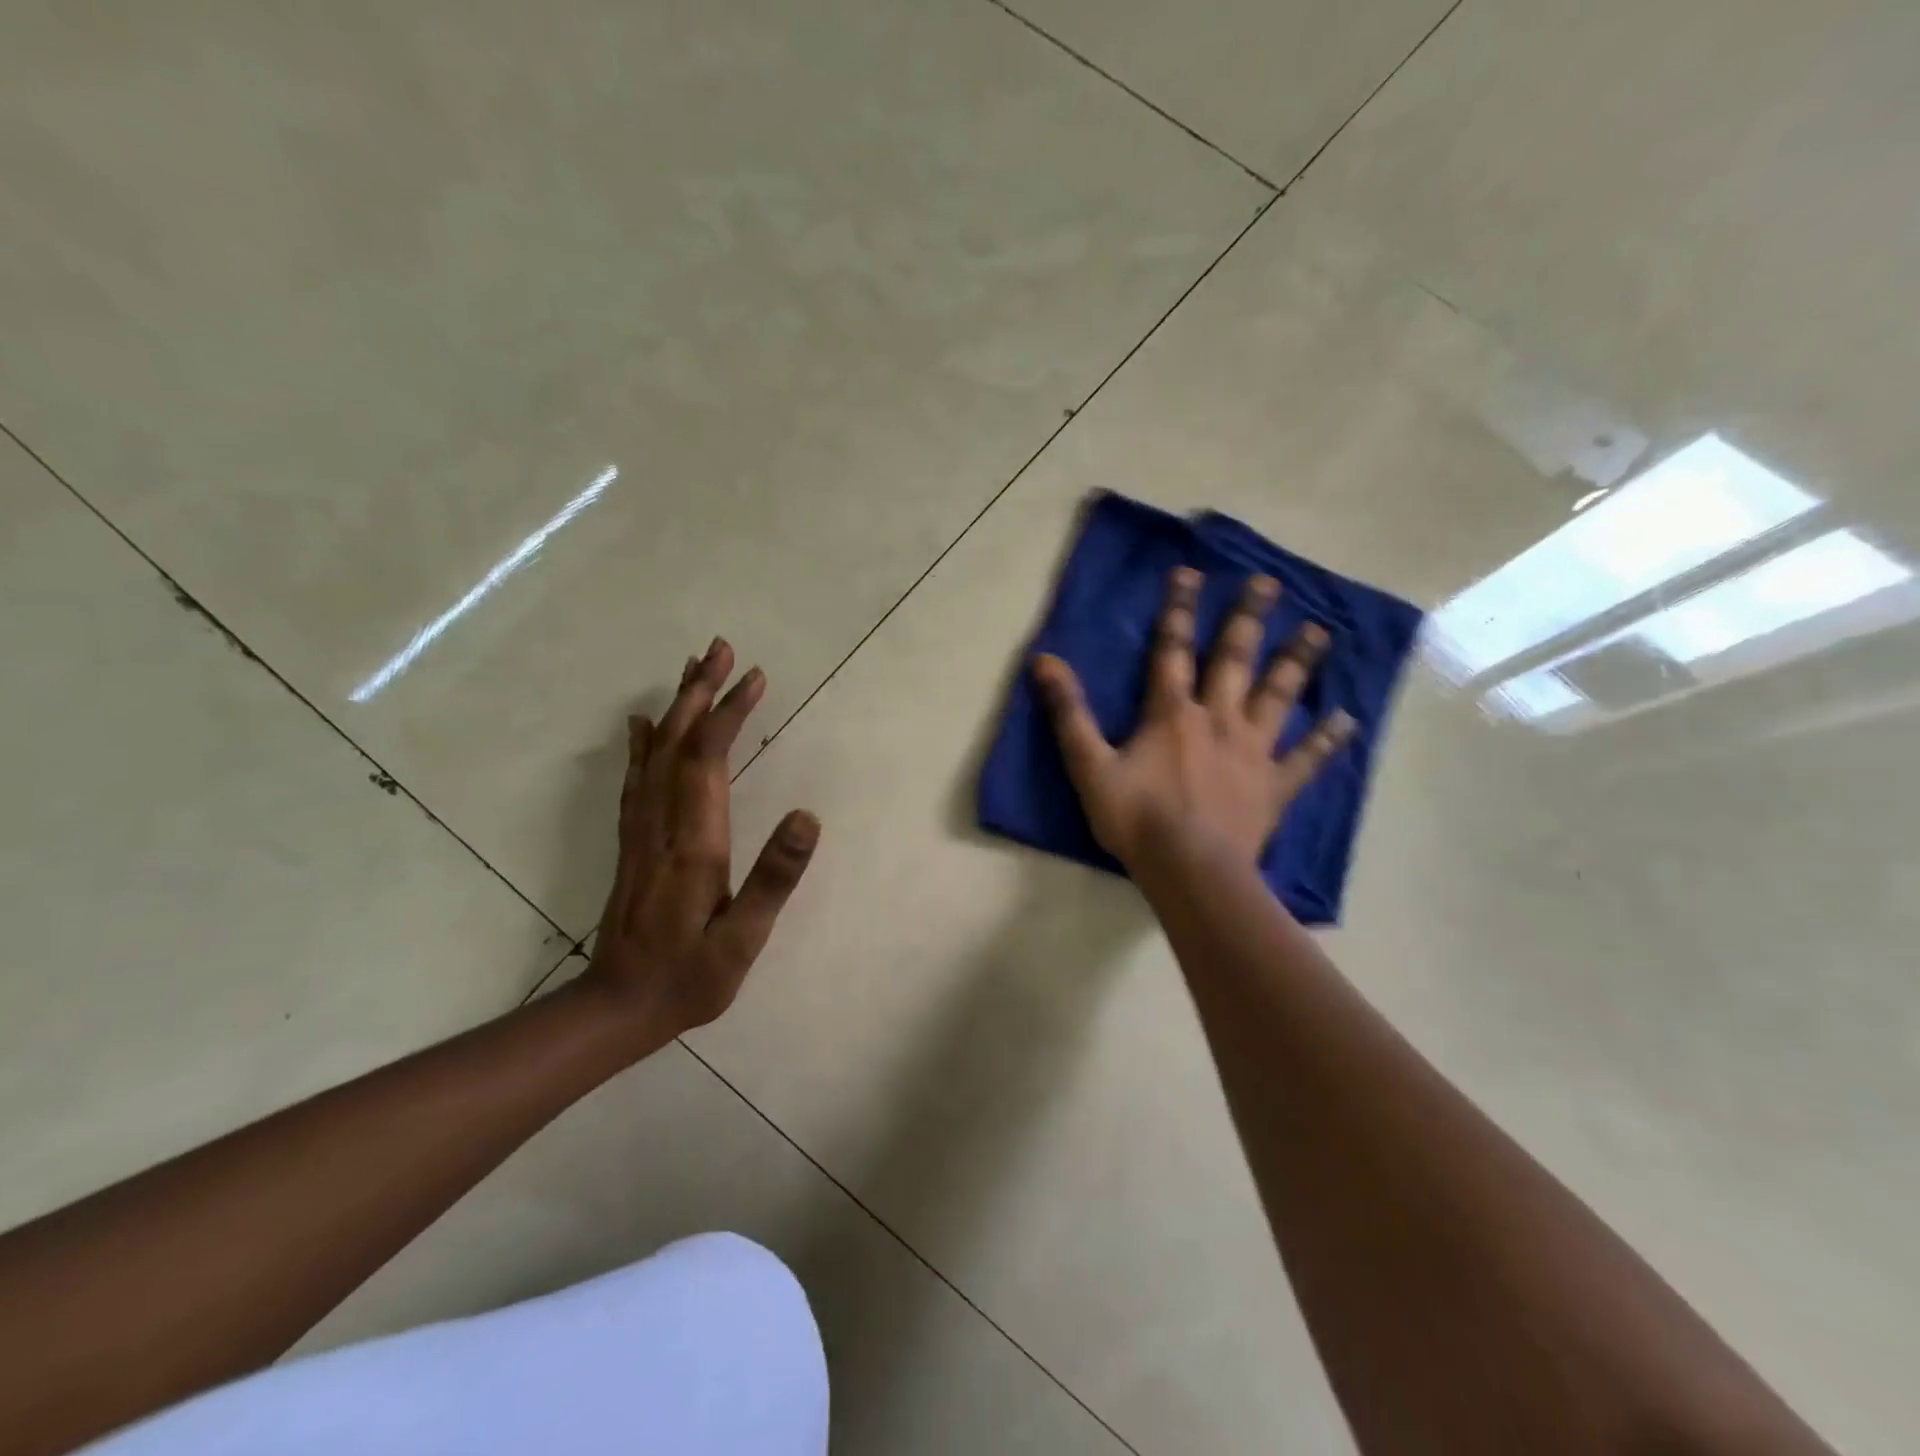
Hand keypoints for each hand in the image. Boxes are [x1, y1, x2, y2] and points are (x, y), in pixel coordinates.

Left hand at [583, 637, 819, 1050]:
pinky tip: (641, 724)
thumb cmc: (688, 977)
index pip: (709, 761)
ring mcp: (640, 832)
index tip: (754, 677)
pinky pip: (636, 780)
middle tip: (719, 648)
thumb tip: (807, 817)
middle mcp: (661, 825)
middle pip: (677, 743)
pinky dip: (642, 743)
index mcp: (693, 843)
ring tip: (692, 669)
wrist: (615, 1009)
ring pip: (654, 755)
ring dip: (675, 708)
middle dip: (699, 692)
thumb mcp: (743, 940)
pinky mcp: (632, 844)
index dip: (730, 714)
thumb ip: (774, 878)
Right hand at [1032, 566, 1353, 872]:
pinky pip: (1307, 759)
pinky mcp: (1274, 785)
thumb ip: (1069, 713)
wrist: (1190, 869)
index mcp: (1173, 714)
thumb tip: (1044, 661)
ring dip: (1297, 662)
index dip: (1178, 610)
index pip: (1172, 651)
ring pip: (1278, 696)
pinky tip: (1347, 720)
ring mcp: (1252, 751)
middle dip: (1248, 619)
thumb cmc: (1136, 819)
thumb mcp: (1089, 766)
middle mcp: (1219, 720)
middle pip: (1235, 660)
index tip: (1190, 573)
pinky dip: (1327, 740)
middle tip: (1268, 582)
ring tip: (1319, 631)